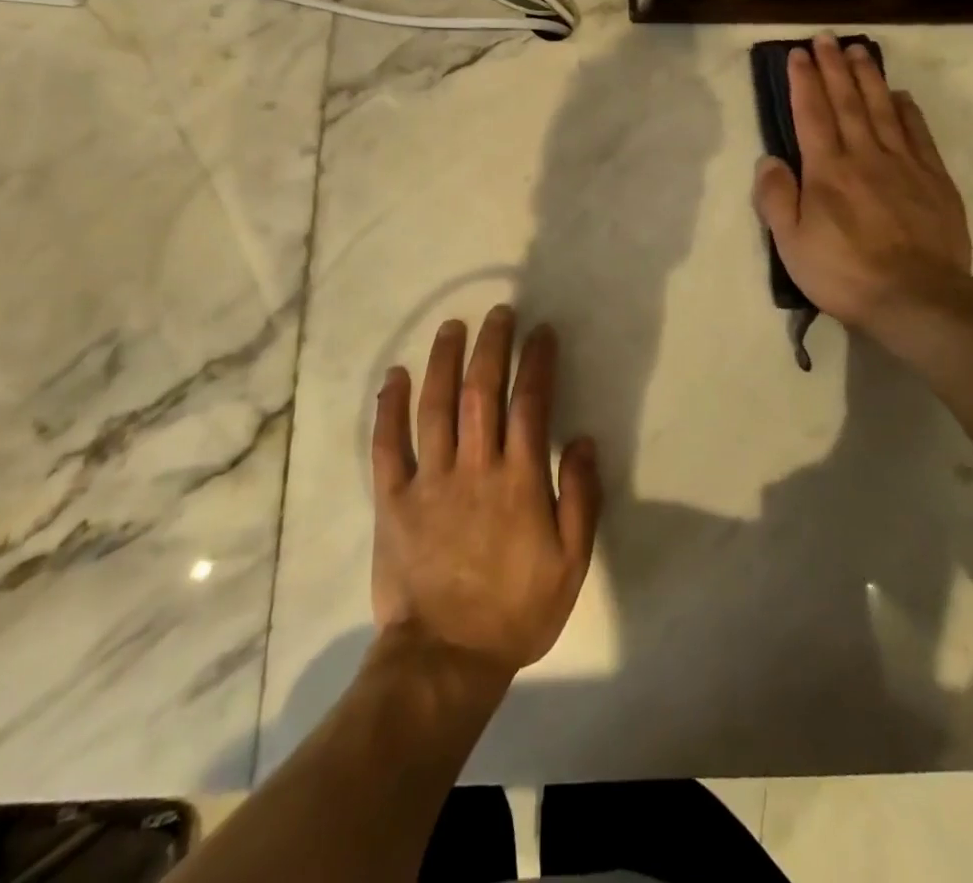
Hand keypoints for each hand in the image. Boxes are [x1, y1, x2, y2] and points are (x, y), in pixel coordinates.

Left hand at [370, 306, 602, 679]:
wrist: (445, 660)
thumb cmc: (516, 610)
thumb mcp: (570, 563)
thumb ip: (581, 498)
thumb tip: (585, 440)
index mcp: (520, 481)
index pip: (531, 404)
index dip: (537, 362)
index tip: (541, 332)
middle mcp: (474, 468)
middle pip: (482, 391)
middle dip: (491, 346)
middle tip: (498, 313)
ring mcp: (430, 481)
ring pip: (435, 406)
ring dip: (444, 361)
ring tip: (452, 327)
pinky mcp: (393, 500)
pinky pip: (387, 445)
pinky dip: (389, 407)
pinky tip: (395, 375)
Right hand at [753, 32, 972, 342]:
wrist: (917, 298)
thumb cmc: (844, 273)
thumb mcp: (792, 245)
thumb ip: (776, 198)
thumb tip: (769, 159)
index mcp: (827, 171)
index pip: (811, 115)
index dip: (803, 82)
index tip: (798, 54)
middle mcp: (864, 156)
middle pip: (847, 102)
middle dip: (834, 68)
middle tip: (826, 38)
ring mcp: (904, 165)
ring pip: (883, 109)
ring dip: (868, 77)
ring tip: (858, 51)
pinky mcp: (934, 179)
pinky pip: (919, 134)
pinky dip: (908, 110)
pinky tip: (901, 95)